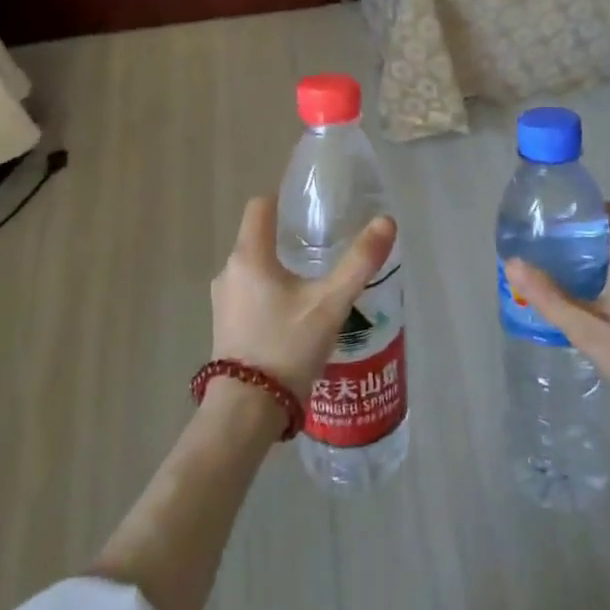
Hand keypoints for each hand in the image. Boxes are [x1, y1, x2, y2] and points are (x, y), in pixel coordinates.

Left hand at [211, 197, 395, 400]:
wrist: (247, 411)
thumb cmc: (287, 347)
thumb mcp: (331, 303)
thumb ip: (359, 261)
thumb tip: (387, 221)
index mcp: (249, 256)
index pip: (260, 206)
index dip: (283, 198)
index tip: (310, 204)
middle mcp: (229, 271)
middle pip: (257, 236)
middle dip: (288, 236)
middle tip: (324, 244)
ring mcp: (223, 300)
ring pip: (254, 267)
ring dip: (280, 266)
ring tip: (314, 280)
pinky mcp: (225, 325)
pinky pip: (249, 292)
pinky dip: (270, 291)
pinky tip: (296, 312)